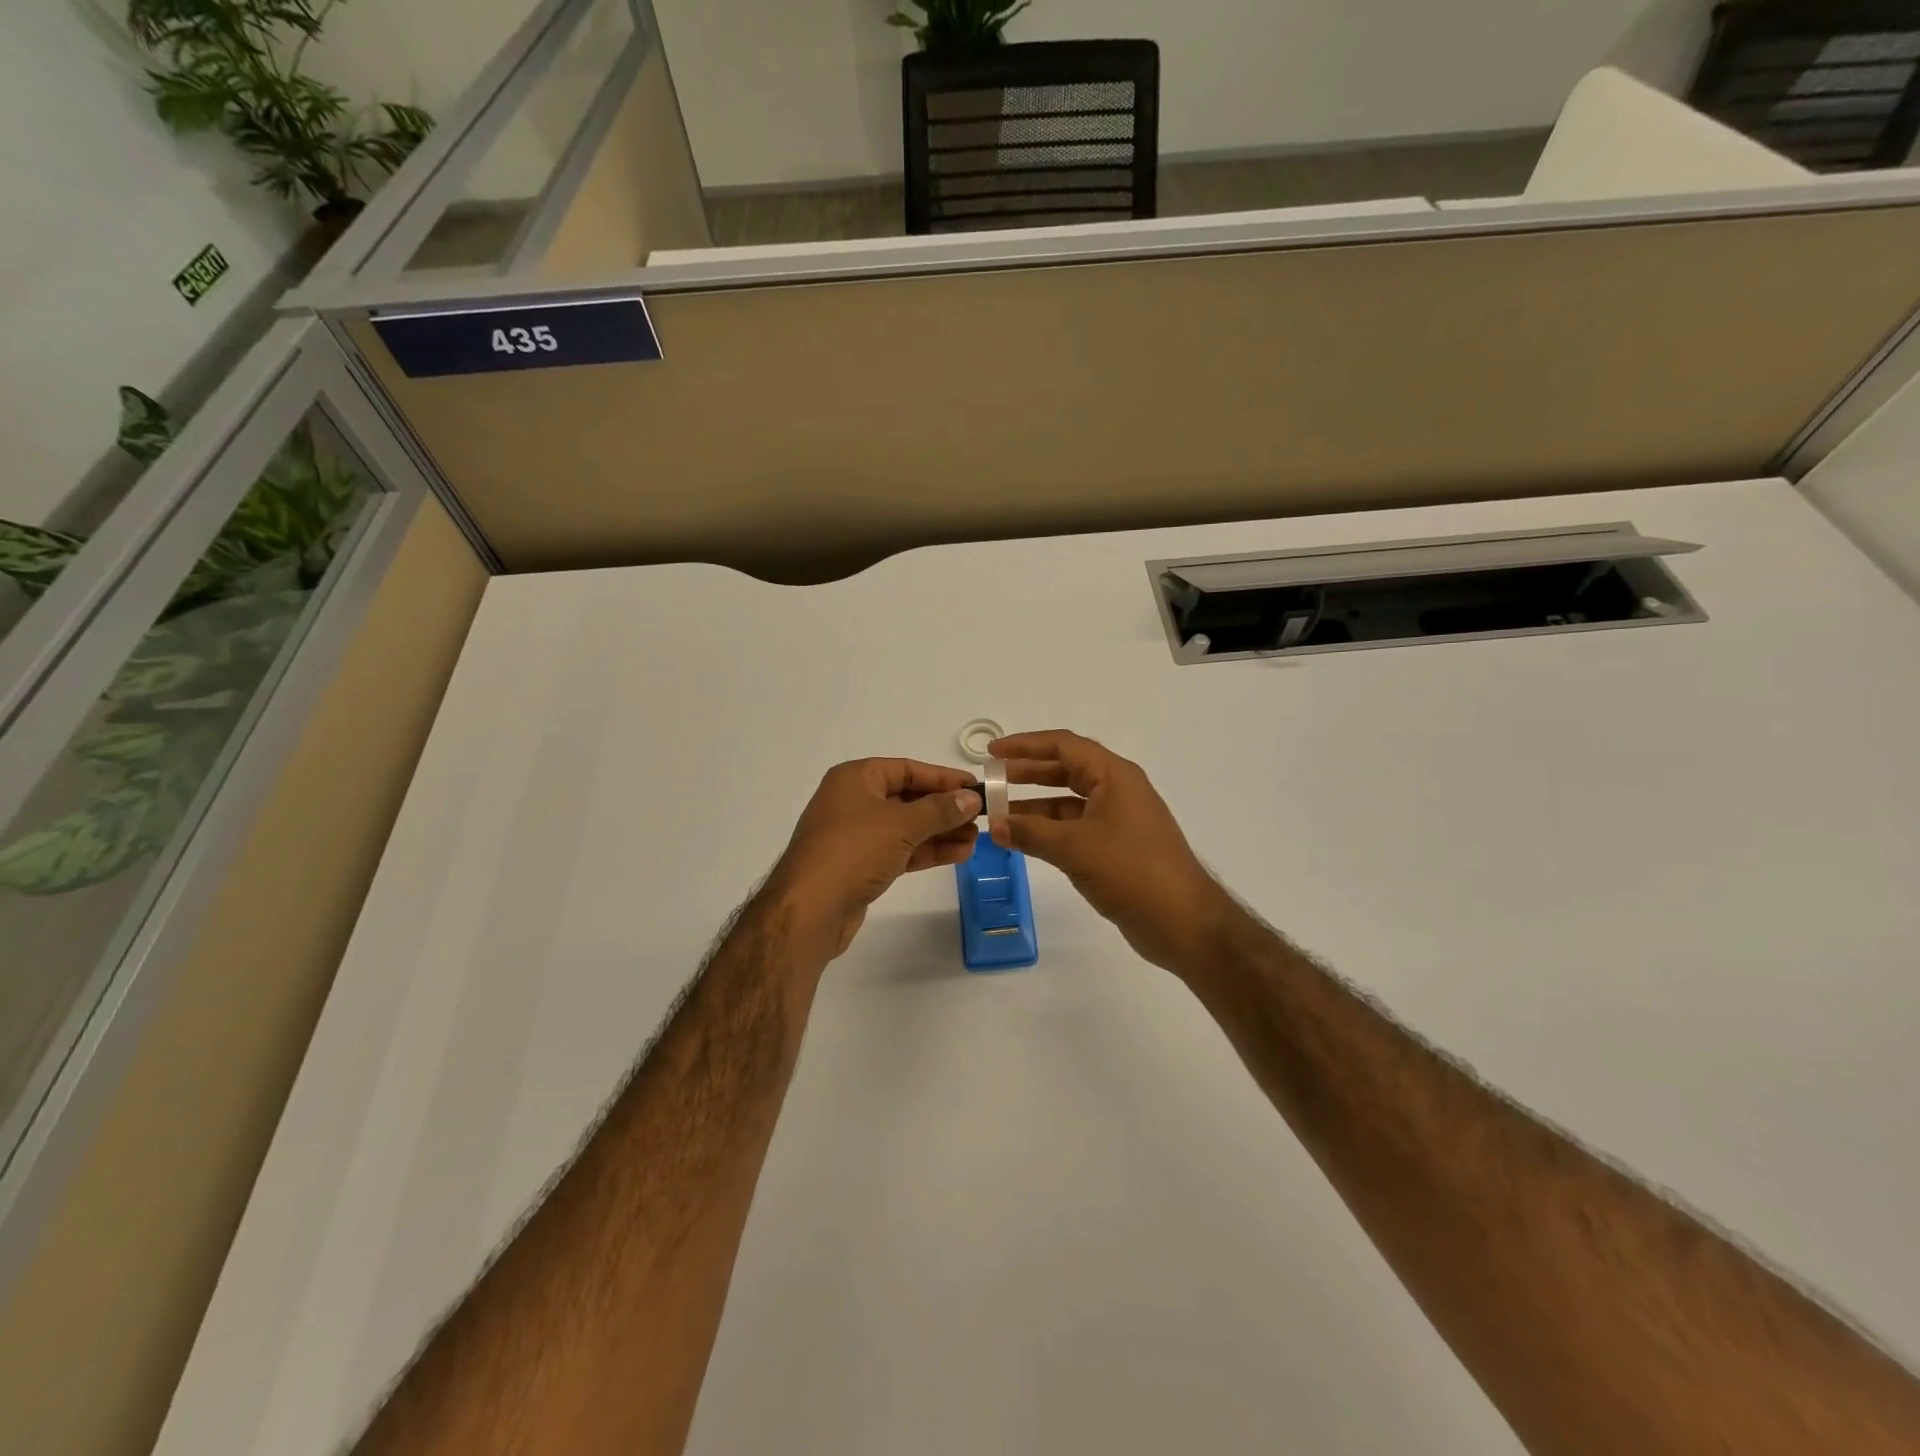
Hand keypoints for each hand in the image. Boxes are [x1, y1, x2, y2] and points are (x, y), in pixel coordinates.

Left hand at [765, 759, 981, 959]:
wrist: (809, 910)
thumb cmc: (853, 851)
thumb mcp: (901, 824)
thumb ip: (940, 809)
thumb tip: (972, 797)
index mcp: (856, 778)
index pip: (907, 769)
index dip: (943, 778)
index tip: (976, 787)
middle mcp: (854, 801)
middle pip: (908, 798)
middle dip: (945, 809)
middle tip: (981, 817)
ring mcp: (856, 835)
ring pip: (907, 827)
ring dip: (940, 832)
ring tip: (976, 839)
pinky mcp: (861, 865)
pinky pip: (900, 850)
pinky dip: (926, 851)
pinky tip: (958, 855)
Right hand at [990, 730, 1237, 973]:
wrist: (1182, 921)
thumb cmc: (1131, 870)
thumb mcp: (1074, 848)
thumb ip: (1030, 833)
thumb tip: (996, 825)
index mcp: (1114, 776)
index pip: (1064, 745)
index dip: (1025, 745)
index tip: (991, 753)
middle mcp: (1117, 790)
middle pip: (1065, 770)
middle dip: (1027, 774)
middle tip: (991, 781)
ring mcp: (1118, 820)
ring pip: (1068, 802)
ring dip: (1035, 806)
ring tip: (999, 814)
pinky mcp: (1117, 848)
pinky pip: (1075, 828)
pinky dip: (1049, 830)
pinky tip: (1024, 841)